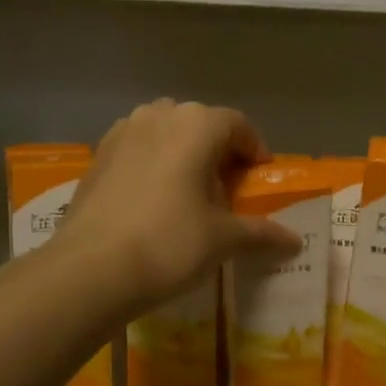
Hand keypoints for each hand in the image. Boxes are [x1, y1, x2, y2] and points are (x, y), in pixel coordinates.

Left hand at [55, 99, 301, 311]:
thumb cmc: (169, 244)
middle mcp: (158, 116)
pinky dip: (152, 165)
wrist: (90, 269)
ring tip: (188, 194)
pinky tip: (152, 202)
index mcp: (196, 125)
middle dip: (217, 151)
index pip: (237, 125)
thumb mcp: (222, 240)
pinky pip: (136, 150)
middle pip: (199, 124)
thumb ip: (261, 233)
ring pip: (163, 133)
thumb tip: (295, 241)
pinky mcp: (96, 156)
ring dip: (182, 154)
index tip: (259, 178)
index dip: (254, 150)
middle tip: (226, 189)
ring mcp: (121, 133)